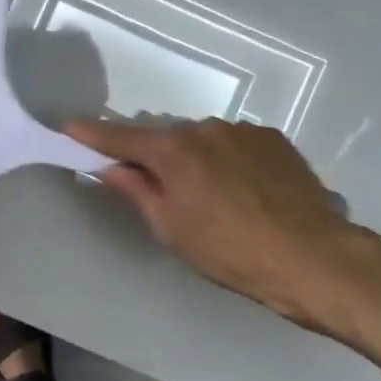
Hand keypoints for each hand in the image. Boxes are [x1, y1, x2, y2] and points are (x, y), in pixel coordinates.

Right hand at [64, 115, 364, 330]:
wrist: (312, 256)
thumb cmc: (230, 252)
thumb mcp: (172, 230)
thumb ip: (138, 192)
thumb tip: (110, 168)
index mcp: (174, 151)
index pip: (122, 138)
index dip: (93, 134)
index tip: (68, 124)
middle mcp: (206, 128)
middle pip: (167, 139)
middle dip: (158, 158)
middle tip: (164, 192)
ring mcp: (243, 130)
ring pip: (204, 141)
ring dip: (198, 161)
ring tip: (217, 199)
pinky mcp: (273, 138)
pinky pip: (236, 145)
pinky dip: (229, 161)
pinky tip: (246, 191)